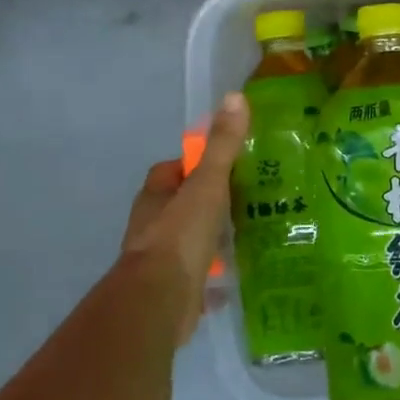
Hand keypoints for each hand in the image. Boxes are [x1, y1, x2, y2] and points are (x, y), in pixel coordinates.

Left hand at [117, 92, 249, 345]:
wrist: (159, 302)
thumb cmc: (180, 235)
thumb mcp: (208, 184)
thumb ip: (223, 146)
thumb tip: (235, 97)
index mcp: (155, 197)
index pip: (170, 170)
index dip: (194, 165)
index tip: (224, 165)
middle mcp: (152, 225)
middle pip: (180, 205)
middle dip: (206, 202)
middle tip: (244, 199)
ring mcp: (159, 260)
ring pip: (188, 240)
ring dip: (210, 238)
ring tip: (247, 233)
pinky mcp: (172, 290)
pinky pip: (196, 275)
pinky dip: (213, 275)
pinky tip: (237, 275)